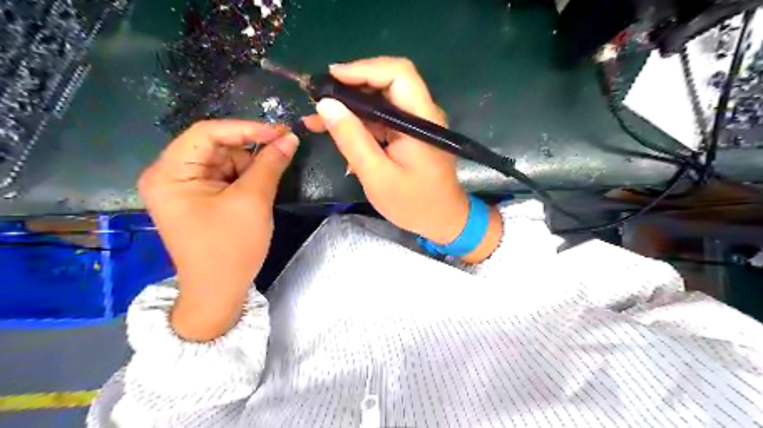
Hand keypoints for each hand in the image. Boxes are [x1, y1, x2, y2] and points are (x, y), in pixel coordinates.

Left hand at [137, 118, 298, 338]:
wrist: (219, 291)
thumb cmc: (231, 248)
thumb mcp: (253, 201)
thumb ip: (270, 164)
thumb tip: (290, 137)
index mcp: (170, 173)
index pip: (207, 133)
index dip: (246, 128)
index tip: (280, 132)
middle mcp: (170, 174)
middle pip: (215, 145)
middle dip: (249, 151)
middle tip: (281, 156)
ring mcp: (183, 187)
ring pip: (224, 160)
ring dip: (249, 167)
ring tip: (263, 189)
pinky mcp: (198, 197)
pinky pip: (225, 176)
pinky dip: (245, 179)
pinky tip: (256, 193)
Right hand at [310, 57, 502, 263]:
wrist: (442, 221)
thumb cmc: (413, 204)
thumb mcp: (377, 175)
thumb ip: (352, 140)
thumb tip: (326, 104)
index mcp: (421, 120)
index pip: (398, 74)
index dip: (364, 69)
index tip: (331, 79)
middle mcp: (422, 114)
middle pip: (387, 83)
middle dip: (351, 88)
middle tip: (319, 100)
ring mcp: (417, 124)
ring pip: (381, 101)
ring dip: (351, 108)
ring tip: (318, 119)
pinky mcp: (410, 135)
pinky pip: (383, 119)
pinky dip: (360, 123)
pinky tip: (339, 134)